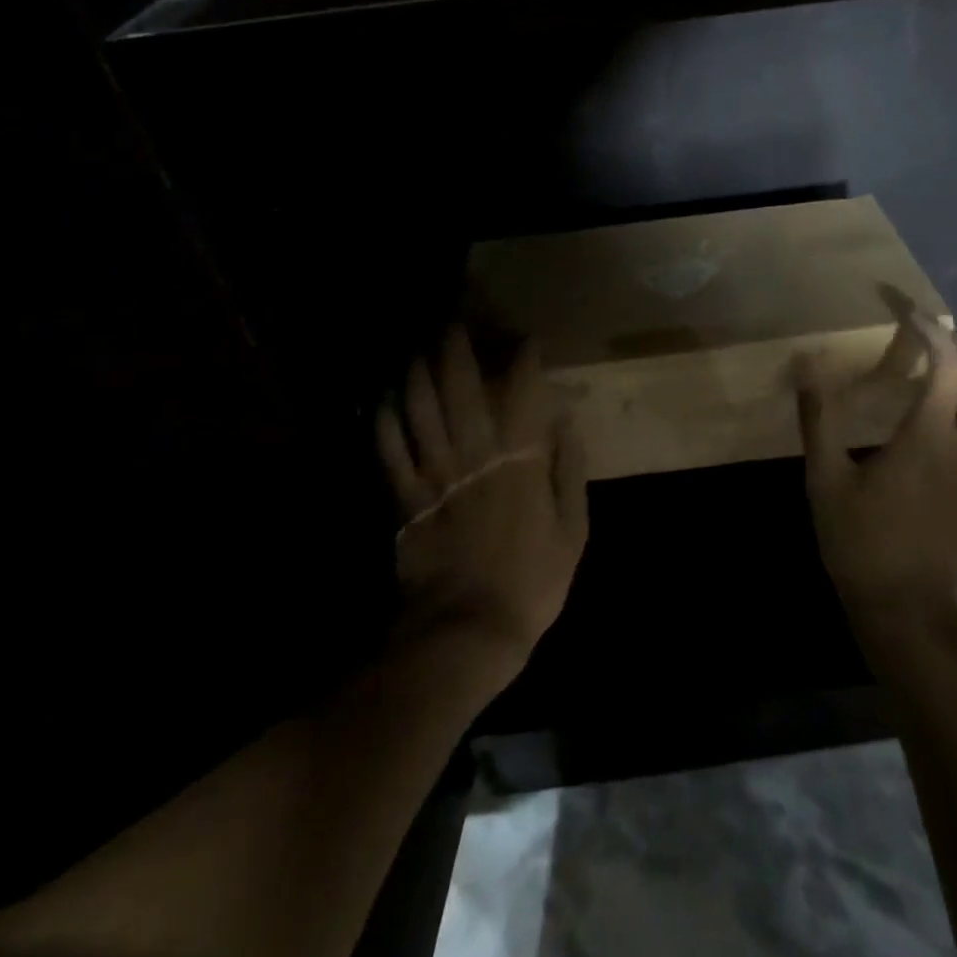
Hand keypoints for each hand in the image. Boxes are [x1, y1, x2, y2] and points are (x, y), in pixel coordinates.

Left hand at [376, 326, 587, 688]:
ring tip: (419, 349)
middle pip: (460, 389)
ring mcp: (434, 475)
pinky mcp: (404, 499)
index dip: (522, 359)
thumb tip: (565, 425)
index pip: (520, 393)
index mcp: (519, 462)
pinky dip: (384, 419)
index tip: (525, 338)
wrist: (466, 634)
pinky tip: (383, 398)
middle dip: (457, 350)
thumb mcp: (573, 531)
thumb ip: (570, 473)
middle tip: (454, 323)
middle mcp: (474, 456)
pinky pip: (389, 449)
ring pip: (421, 410)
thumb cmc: (530, 583)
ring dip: (418, 373)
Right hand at [797, 311, 956, 627]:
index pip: (947, 363)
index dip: (929, 329)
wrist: (909, 614)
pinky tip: (942, 422)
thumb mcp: (826, 480)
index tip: (905, 309)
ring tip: (942, 373)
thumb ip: (820, 418)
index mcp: (932, 437)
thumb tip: (807, 365)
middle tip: (937, 340)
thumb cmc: (862, 544)